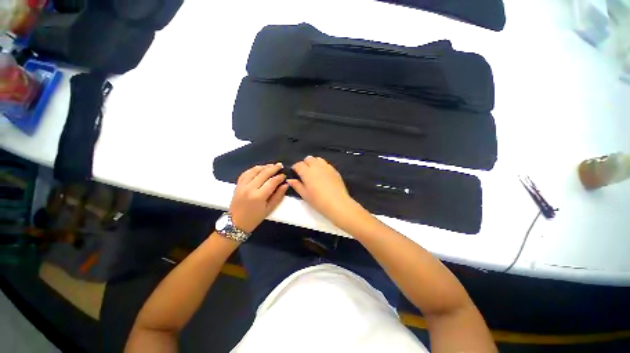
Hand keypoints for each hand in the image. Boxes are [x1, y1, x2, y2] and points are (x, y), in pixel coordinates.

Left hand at [229, 163, 288, 232]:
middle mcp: (250, 188)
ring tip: (272, 165)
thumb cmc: (254, 218)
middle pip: (263, 173)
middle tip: (280, 165)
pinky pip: (246, 173)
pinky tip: (259, 168)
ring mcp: (242, 185)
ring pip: (254, 171)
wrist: (235, 223)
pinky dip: (253, 169)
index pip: (272, 182)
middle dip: (273, 168)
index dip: (279, 177)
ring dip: (264, 166)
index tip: (284, 175)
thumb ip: (278, 196)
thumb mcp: (269, 209)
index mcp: (259, 196)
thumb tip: (285, 185)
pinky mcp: (238, 185)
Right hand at [287, 156, 356, 223]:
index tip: (295, 173)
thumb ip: (297, 185)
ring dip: (314, 163)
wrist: (337, 203)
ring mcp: (327, 167)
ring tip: (314, 172)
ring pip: (318, 159)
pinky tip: (323, 175)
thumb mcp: (305, 195)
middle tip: (304, 173)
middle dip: (305, 163)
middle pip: (308, 159)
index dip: (295, 168)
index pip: (298, 164)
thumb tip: (290, 180)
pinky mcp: (334, 170)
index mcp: (307, 172)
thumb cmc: (318, 201)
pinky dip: (322, 166)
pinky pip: (326, 164)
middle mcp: (316, 166)